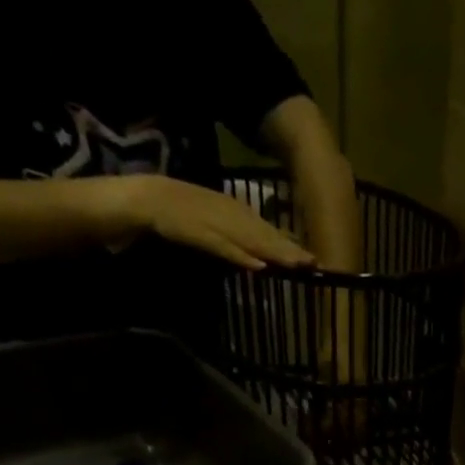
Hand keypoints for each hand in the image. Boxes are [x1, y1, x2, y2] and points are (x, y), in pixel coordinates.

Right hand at [128, 176, 315, 269]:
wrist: (149, 198)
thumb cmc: (187, 215)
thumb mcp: (222, 222)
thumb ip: (245, 237)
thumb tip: (270, 253)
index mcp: (238, 212)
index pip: (271, 232)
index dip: (293, 246)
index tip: (315, 261)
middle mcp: (233, 216)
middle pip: (267, 237)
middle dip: (291, 251)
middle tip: (315, 264)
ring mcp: (218, 225)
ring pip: (251, 242)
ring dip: (274, 254)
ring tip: (297, 265)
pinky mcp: (201, 235)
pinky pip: (224, 248)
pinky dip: (241, 257)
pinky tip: (258, 267)